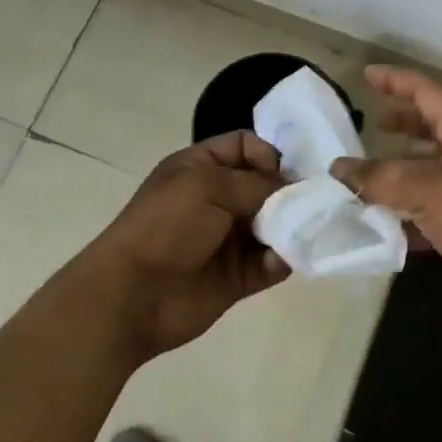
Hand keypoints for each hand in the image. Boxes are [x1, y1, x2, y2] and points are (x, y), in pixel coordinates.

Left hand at [86, 130, 289, 359]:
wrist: (132, 295)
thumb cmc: (166, 227)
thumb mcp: (207, 187)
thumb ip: (255, 183)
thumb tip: (291, 190)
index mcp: (201, 168)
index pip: (245, 146)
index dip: (268, 153)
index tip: (282, 173)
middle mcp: (217, 199)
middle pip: (266, 185)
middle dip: (289, 192)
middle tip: (308, 203)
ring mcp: (228, 239)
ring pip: (274, 225)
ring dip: (291, 227)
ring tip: (303, 231)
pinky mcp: (238, 276)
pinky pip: (271, 263)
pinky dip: (282, 260)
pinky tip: (282, 260)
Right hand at [331, 67, 441, 351]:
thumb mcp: (424, 188)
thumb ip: (377, 177)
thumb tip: (338, 169)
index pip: (428, 92)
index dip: (396, 81)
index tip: (367, 75)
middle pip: (434, 128)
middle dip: (403, 124)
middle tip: (371, 124)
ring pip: (432, 170)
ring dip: (402, 170)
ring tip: (369, 175)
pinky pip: (435, 208)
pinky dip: (410, 211)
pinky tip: (386, 224)